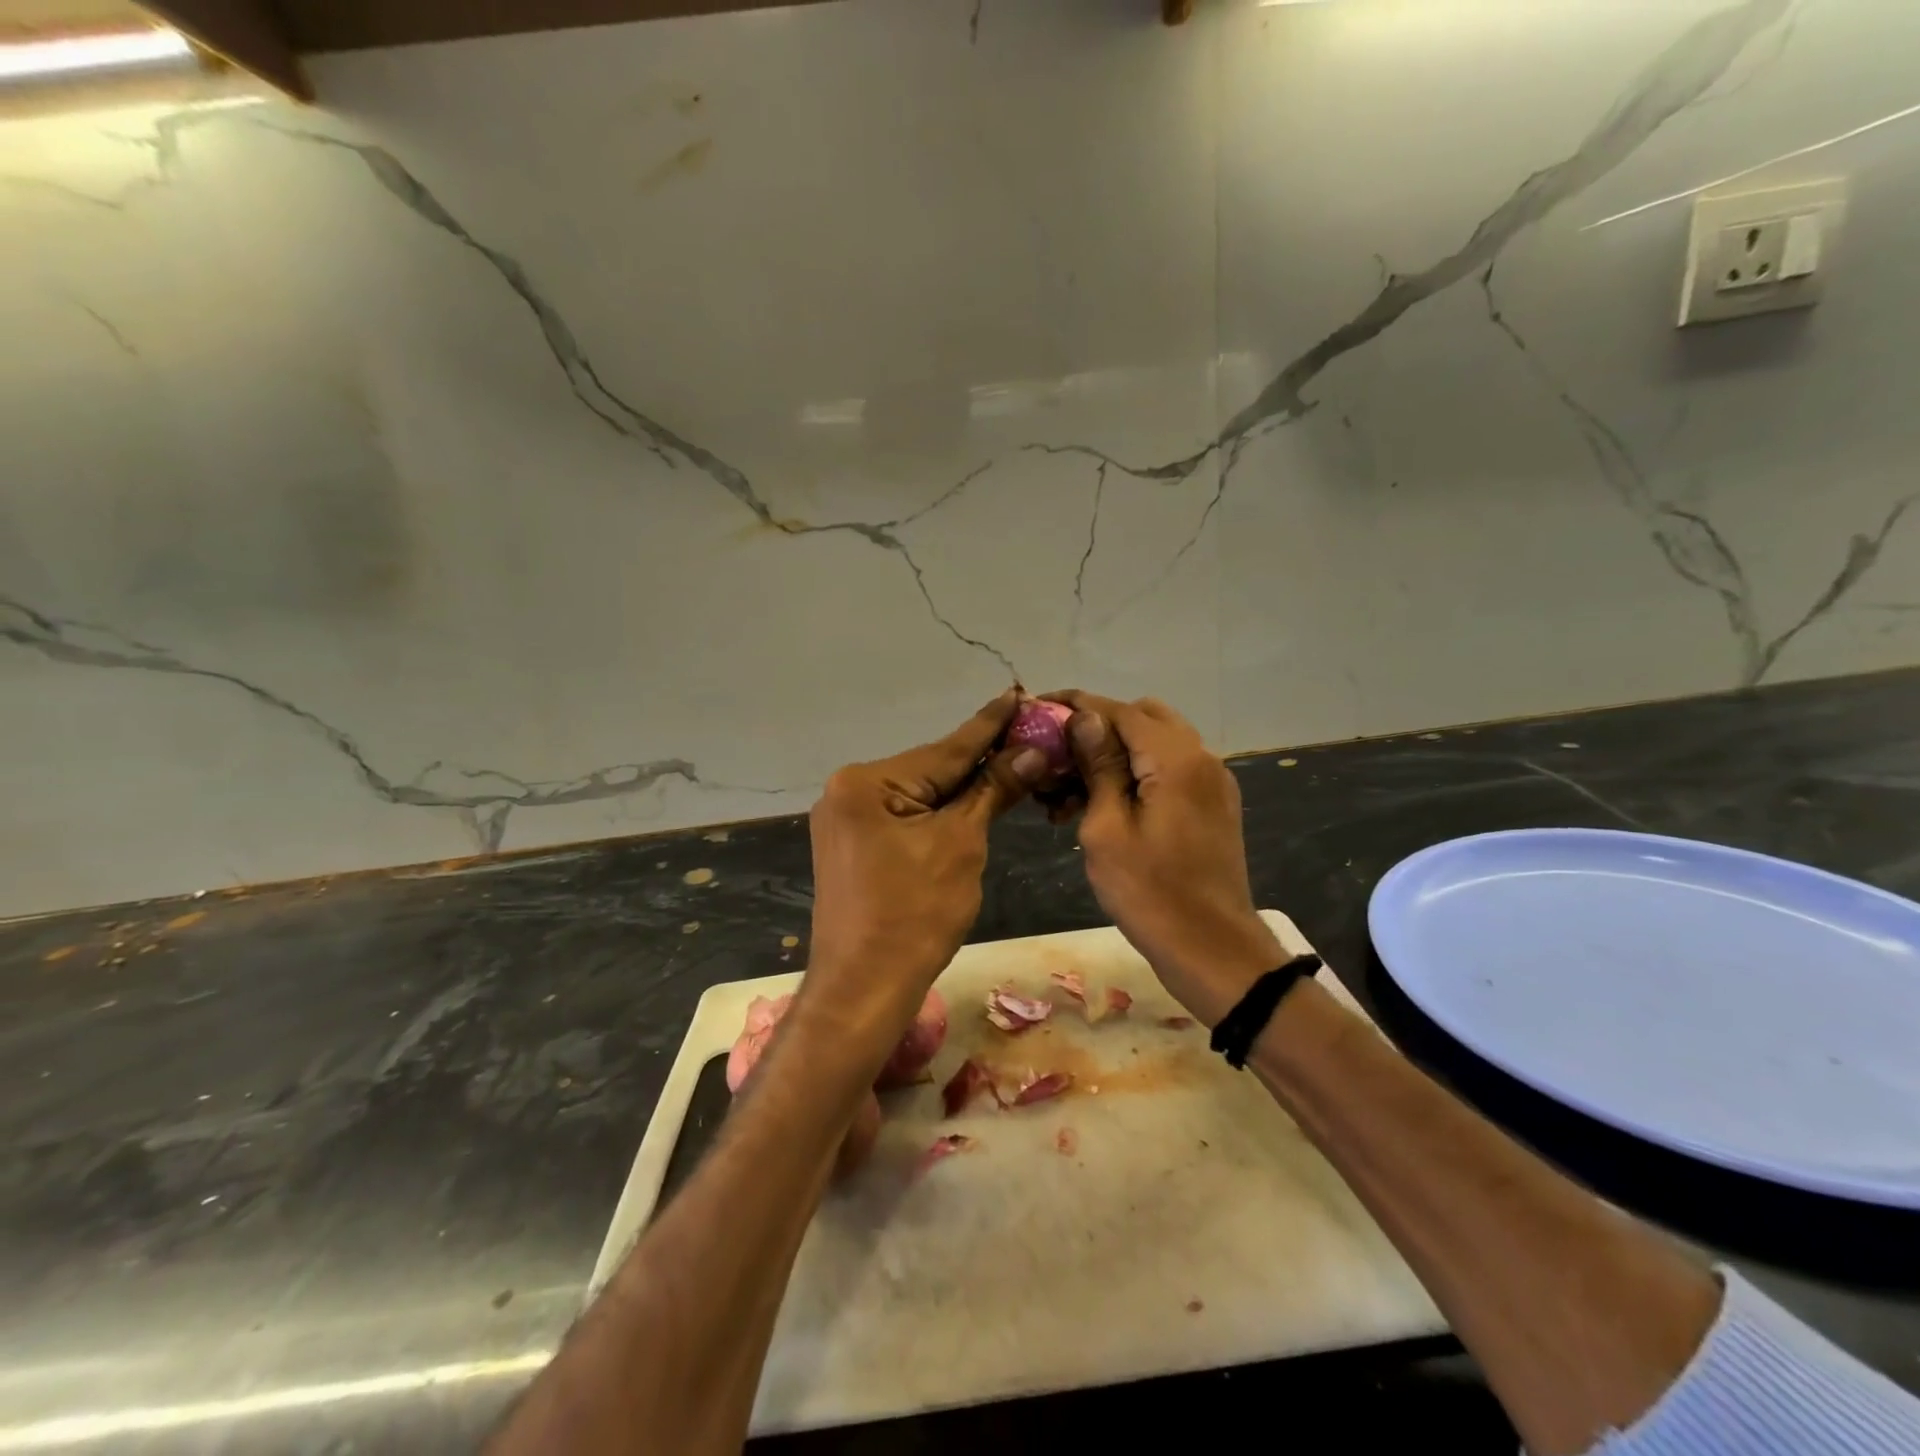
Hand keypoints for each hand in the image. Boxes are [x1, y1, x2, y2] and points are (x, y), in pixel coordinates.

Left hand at [801, 690, 1043, 1057]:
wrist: (864, 989)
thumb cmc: (915, 914)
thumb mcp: (961, 844)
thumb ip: (993, 790)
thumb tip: (1031, 752)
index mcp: (867, 782)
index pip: (945, 749)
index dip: (990, 724)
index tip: (1018, 693)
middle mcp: (848, 791)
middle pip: (930, 770)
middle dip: (981, 759)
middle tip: (1027, 734)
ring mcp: (847, 820)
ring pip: (920, 795)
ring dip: (963, 788)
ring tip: (1011, 763)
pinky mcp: (853, 845)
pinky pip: (905, 817)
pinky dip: (940, 814)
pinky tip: (972, 801)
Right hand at [1050, 691, 1285, 1026]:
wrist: (1212, 950)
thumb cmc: (1149, 893)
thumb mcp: (1106, 829)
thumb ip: (1098, 766)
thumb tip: (1084, 718)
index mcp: (1176, 759)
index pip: (1119, 710)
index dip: (1076, 705)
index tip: (1038, 707)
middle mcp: (1200, 758)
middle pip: (1142, 718)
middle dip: (1096, 728)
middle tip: (1056, 755)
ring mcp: (1211, 782)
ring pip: (1155, 744)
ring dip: (1114, 755)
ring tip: (1067, 792)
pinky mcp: (1211, 805)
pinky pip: (1169, 771)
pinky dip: (1136, 774)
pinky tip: (1101, 805)